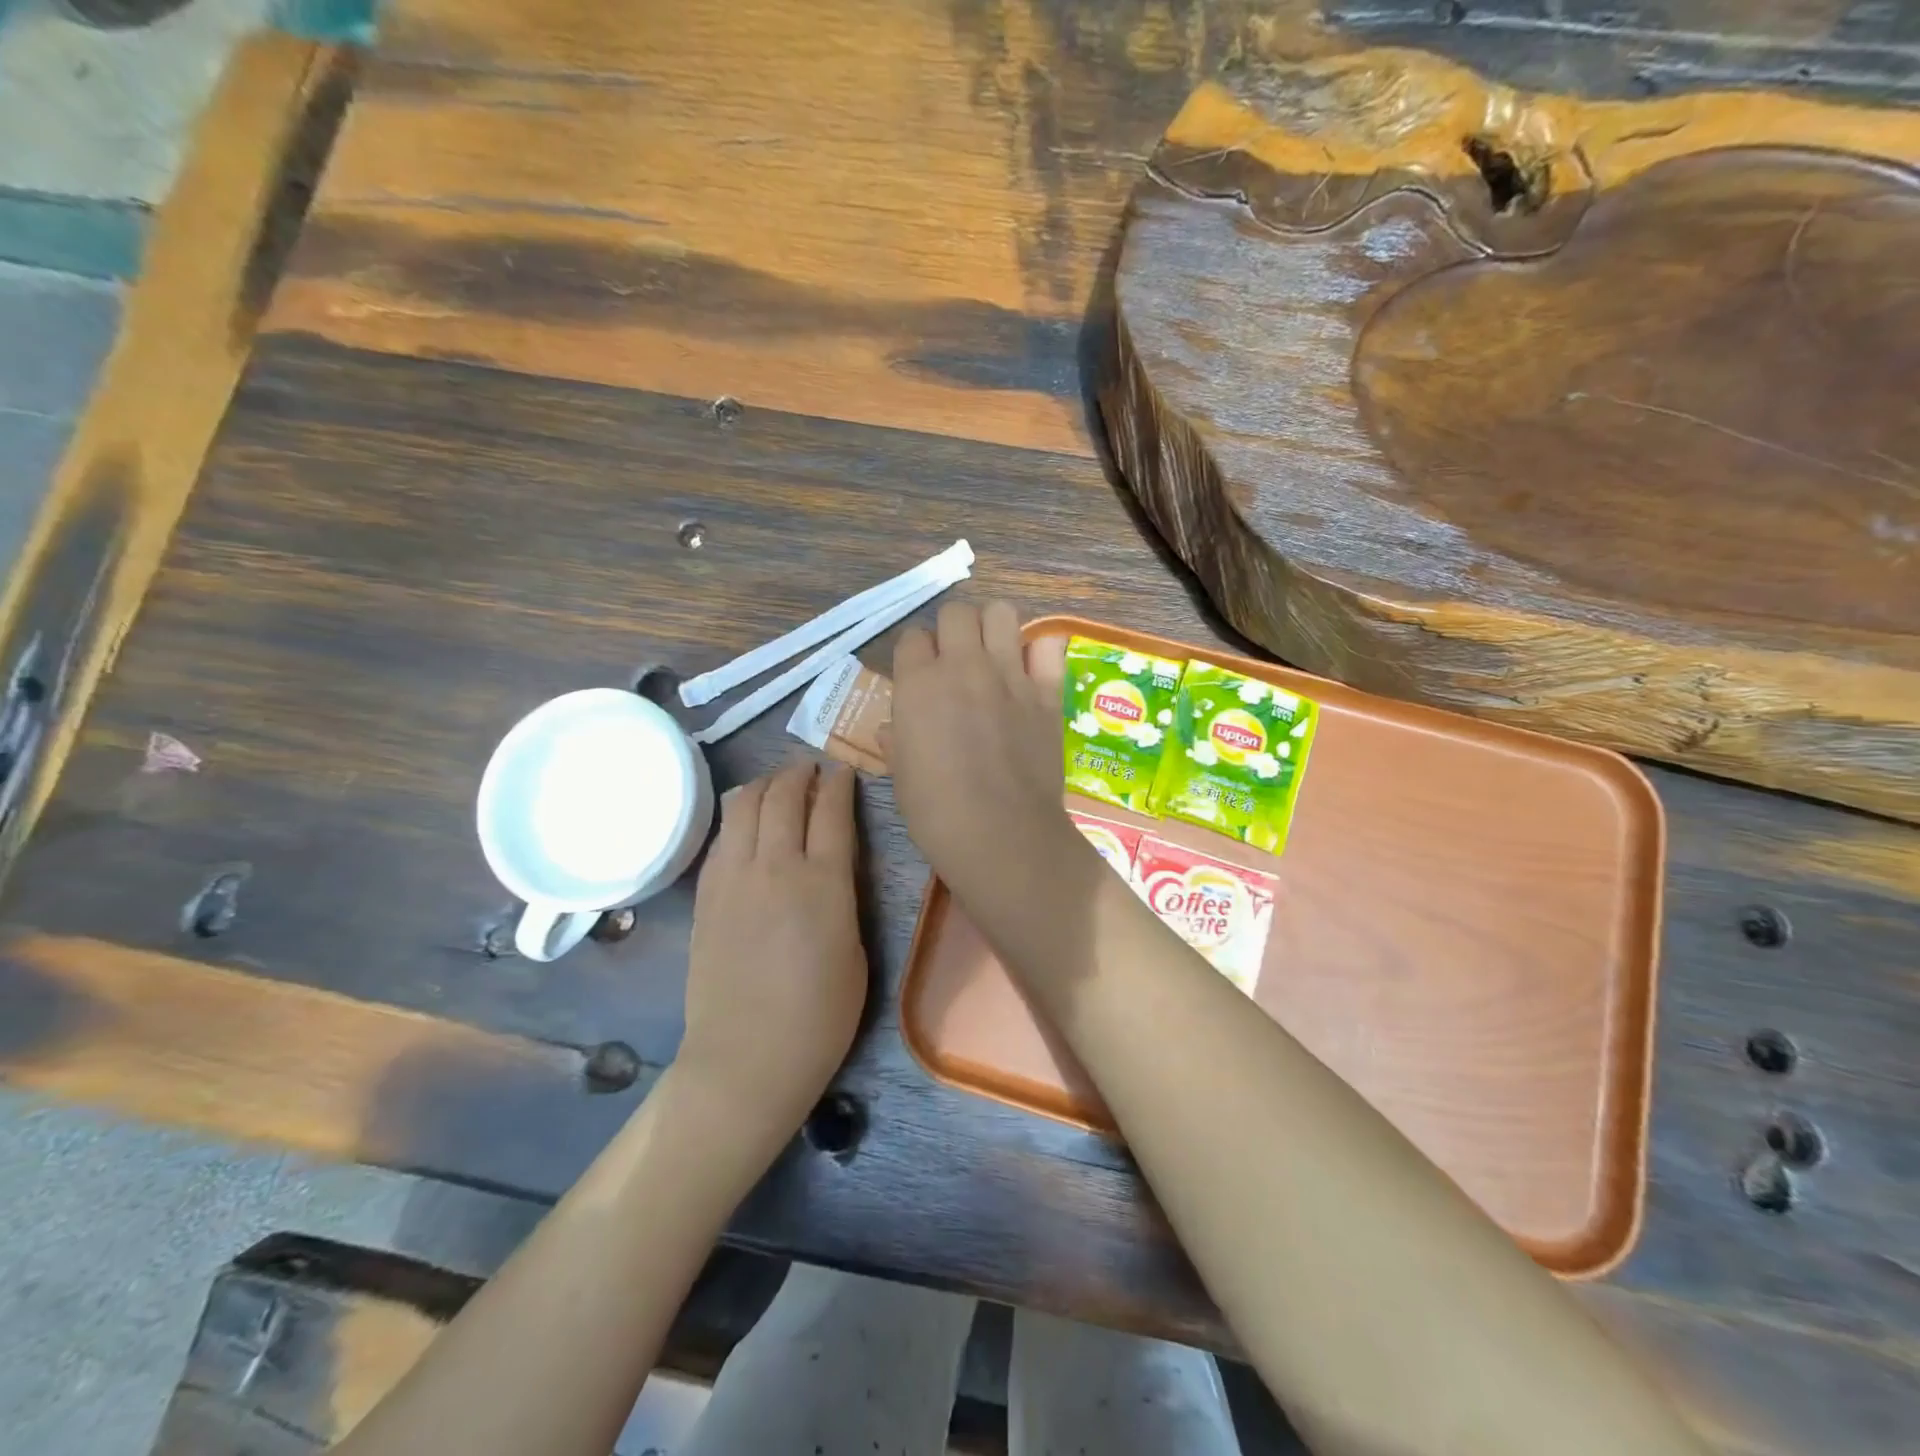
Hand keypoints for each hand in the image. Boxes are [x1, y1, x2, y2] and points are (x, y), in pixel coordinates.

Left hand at [678, 759, 867, 1131]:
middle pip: (783, 797)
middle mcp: (775, 867)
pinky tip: (746, 823)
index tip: (843, 770)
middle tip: (811, 769)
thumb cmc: (820, 1017)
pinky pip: (721, 838)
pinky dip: (737, 817)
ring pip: (743, 807)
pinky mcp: (705, 896)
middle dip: (799, 774)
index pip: (831, 811)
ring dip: (764, 786)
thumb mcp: (856, 952)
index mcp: (823, 882)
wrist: (746, 1058)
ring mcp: (732, 879)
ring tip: (777, 785)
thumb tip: (832, 866)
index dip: (839, 784)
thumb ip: (844, 897)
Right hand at [887, 601, 1082, 908]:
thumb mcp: (901, 775)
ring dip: (993, 626)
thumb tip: (889, 728)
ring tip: (993, 654)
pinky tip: (1032, 669)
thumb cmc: (937, 811)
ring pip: (1000, 612)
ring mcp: (1009, 674)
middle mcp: (963, 666)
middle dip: (952, 630)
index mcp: (918, 683)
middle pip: (955, 612)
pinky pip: (1048, 645)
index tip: (921, 675)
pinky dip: (1040, 650)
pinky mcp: (1047, 691)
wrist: (1001, 832)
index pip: (912, 637)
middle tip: (957, 661)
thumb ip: (897, 741)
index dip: (916, 654)